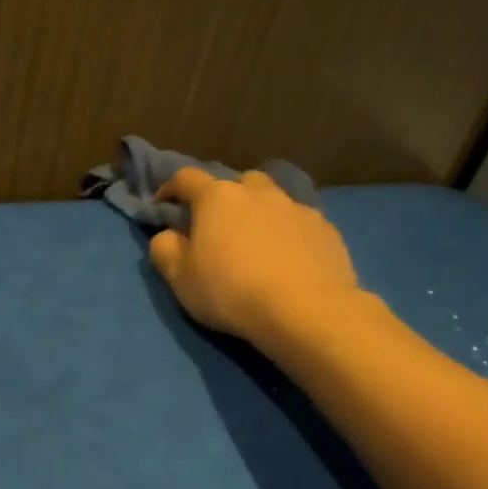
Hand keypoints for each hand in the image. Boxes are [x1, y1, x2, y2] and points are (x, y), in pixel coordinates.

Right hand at [149, 167, 361, 348]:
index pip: (186, 178)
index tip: (163, 206)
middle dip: (223, 200)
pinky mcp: (324, 228)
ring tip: (256, 242)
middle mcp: (257, 192)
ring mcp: (295, 207)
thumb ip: (165, 250)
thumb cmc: (231, 292)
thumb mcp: (180, 279)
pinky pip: (298, 222)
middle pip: (235, 183)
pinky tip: (289, 259)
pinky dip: (288, 233)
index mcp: (216, 198)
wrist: (306, 310)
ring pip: (271, 199)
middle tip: (218, 229)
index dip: (170, 189)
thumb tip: (167, 234)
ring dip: (258, 213)